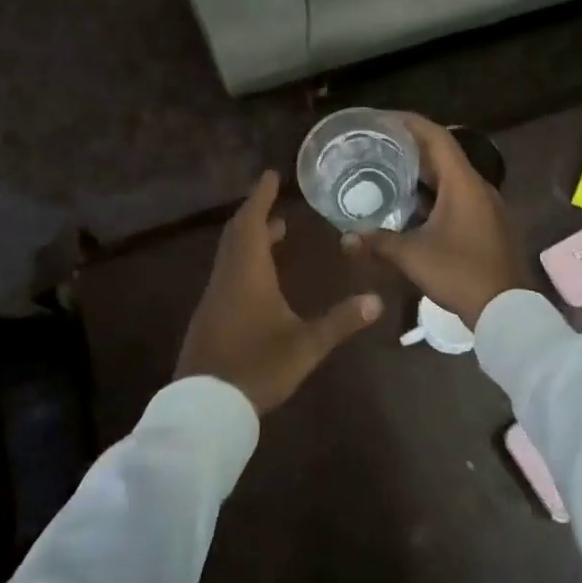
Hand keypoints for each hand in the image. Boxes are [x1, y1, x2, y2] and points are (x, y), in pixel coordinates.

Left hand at [175, 171, 382, 414]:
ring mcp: (215, 297)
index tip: (270, 175)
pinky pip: (228, 272)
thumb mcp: (304, 346)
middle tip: (276, 201)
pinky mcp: (211, 316)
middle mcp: (228, 277)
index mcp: (247, 273)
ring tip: (277, 233)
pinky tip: (261, 278)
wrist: (204, 408)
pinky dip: (245, 259)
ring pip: (231, 254)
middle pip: (238, 233)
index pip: (252, 222)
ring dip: (251, 237)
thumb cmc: (256, 367)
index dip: (260, 196)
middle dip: (257, 213)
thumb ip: (340, 322)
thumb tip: (377, 300)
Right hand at [343, 115, 529, 326]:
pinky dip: (435, 195)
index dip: (410, 123)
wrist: (507, 311)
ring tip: (389, 173)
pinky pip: (459, 197)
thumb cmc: (460, 274)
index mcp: (463, 184)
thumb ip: (378, 242)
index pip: (437, 137)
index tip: (384, 119)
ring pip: (451, 179)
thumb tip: (345, 239)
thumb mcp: (413, 256)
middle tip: (379, 146)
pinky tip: (412, 208)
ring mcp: (488, 207)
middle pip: (444, 155)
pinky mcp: (489, 225)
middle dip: (411, 149)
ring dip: (423, 174)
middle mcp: (479, 187)